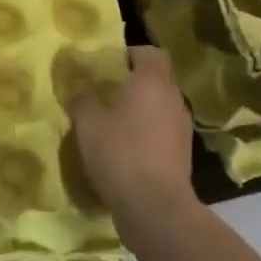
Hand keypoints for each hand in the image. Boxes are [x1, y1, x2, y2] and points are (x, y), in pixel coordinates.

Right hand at [69, 47, 196, 216]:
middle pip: (158, 79)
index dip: (131, 53)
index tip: (108, 64)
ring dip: (141, 108)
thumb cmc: (120, 153)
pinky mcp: (182, 154)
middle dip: (134, 81)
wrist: (155, 207)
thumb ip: (82, 97)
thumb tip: (78, 83)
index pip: (151, 53)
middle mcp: (173, 99)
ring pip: (161, 106)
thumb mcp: (88, 123)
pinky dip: (147, 132)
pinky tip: (125, 147)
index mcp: (153, 83)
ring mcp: (182, 128)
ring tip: (113, 121)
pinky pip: (163, 130)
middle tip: (105, 91)